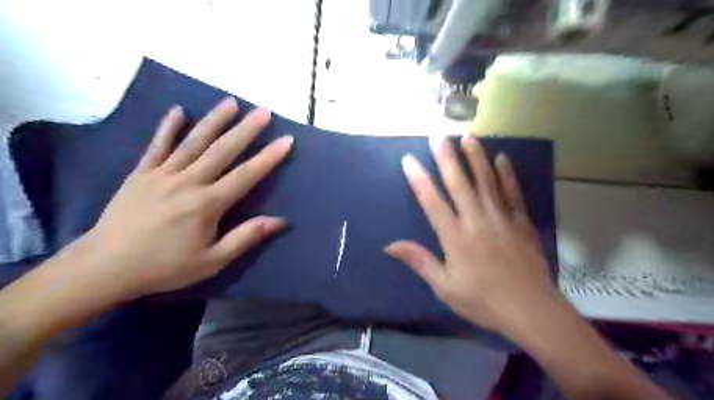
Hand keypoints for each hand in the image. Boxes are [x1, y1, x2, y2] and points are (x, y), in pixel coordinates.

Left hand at [64, 97, 292, 299]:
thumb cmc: (165, 266)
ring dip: (214, 120)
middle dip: (245, 129)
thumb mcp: (211, 261)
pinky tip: (178, 110)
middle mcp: (187, 182)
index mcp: (207, 204)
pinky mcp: (141, 174)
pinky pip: (157, 145)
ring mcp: (162, 174)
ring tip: (231, 102)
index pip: (246, 175)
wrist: (105, 267)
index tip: (286, 140)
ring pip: (193, 141)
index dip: (268, 157)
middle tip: (263, 111)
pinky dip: (168, 127)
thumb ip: (245, 238)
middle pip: (222, 150)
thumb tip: (280, 221)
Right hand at [386, 135, 557, 335]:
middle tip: (438, 137)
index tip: (409, 160)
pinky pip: (513, 193)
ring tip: (467, 137)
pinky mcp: (521, 222)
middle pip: (459, 184)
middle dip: (446, 158)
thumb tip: (389, 246)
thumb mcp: (445, 287)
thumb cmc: (483, 301)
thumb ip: (419, 261)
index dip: (419, 180)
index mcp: (455, 237)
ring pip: (486, 181)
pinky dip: (507, 174)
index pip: (433, 202)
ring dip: (475, 158)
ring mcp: (501, 218)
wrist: (531, 311)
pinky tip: (501, 158)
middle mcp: (477, 221)